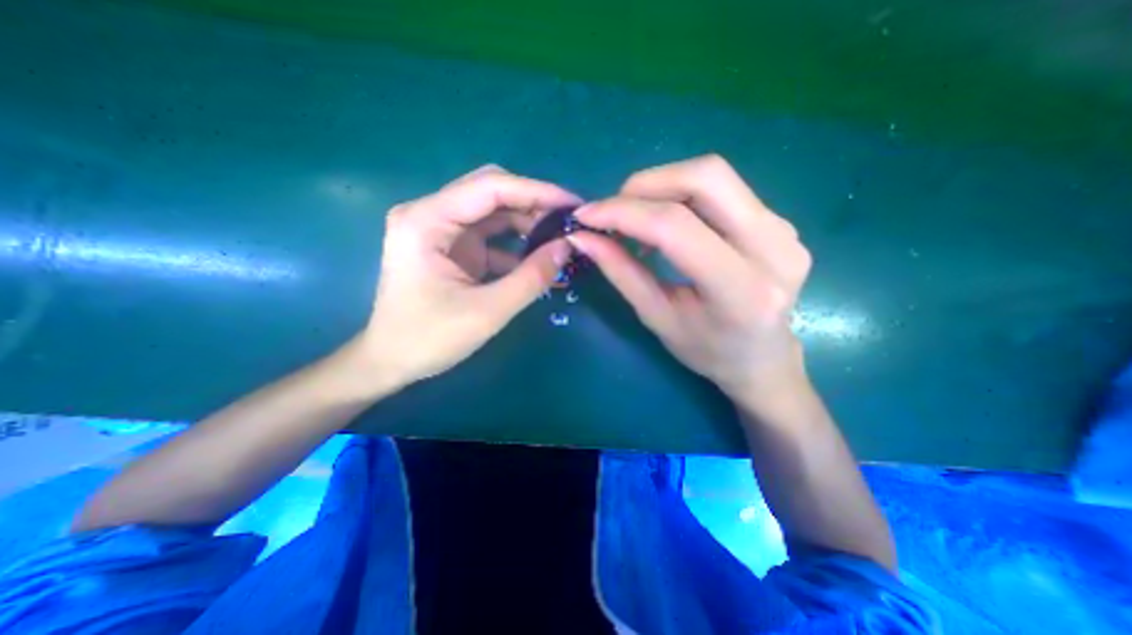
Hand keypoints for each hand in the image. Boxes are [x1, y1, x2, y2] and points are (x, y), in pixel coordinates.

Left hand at [358, 165, 578, 385]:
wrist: (391, 362)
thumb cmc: (429, 339)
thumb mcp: (488, 311)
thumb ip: (532, 277)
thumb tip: (568, 247)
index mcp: (427, 220)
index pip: (490, 187)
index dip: (537, 191)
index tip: (574, 205)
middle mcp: (430, 214)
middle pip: (491, 192)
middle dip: (533, 204)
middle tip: (569, 222)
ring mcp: (440, 230)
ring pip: (493, 212)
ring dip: (527, 224)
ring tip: (560, 239)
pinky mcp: (450, 247)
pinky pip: (489, 235)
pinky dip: (516, 245)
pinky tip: (539, 260)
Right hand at [570, 157, 809, 403]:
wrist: (762, 358)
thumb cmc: (706, 351)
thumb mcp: (656, 317)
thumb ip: (621, 272)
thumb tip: (582, 236)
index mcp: (741, 291)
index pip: (677, 227)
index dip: (624, 213)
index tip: (586, 215)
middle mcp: (773, 249)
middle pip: (705, 178)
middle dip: (646, 185)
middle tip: (614, 210)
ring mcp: (784, 229)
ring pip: (714, 176)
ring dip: (662, 187)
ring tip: (636, 219)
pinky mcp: (780, 220)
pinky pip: (722, 189)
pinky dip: (681, 196)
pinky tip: (666, 223)